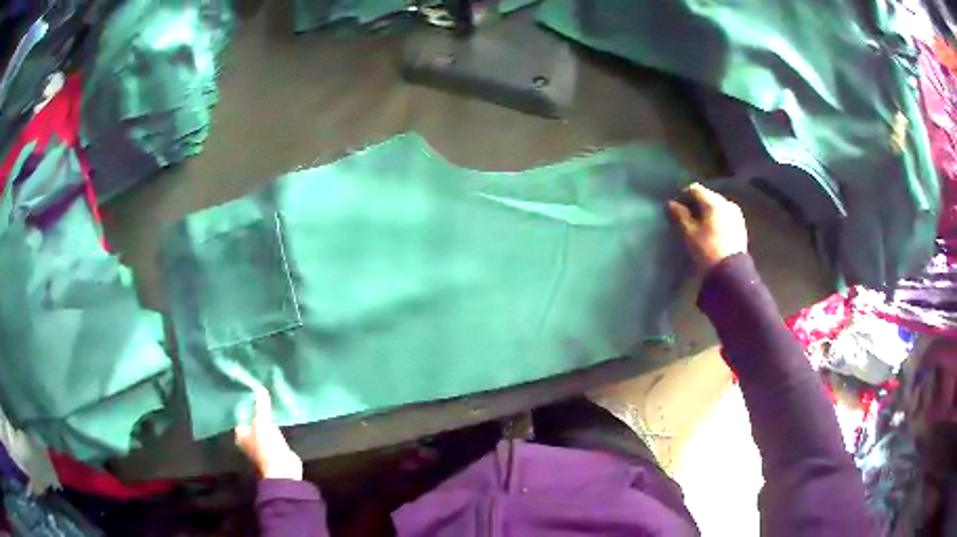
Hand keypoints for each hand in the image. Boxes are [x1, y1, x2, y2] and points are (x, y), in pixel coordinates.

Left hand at [234, 384, 302, 479]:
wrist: (282, 469)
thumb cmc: (265, 446)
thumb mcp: (262, 422)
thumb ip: (261, 406)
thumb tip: (260, 387)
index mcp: (240, 435)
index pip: (240, 416)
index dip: (245, 405)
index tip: (250, 393)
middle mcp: (247, 441)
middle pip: (251, 422)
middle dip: (256, 412)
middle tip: (261, 396)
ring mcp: (260, 446)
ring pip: (262, 428)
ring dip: (266, 421)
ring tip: (271, 405)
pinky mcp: (273, 450)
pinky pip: (272, 434)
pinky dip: (275, 428)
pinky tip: (279, 420)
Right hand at [668, 183, 747, 271]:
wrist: (731, 272)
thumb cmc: (707, 249)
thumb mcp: (689, 232)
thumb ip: (680, 215)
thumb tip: (671, 203)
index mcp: (713, 201)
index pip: (695, 189)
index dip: (683, 196)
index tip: (676, 207)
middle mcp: (726, 202)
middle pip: (707, 196)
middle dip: (697, 203)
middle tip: (687, 216)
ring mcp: (736, 213)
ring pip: (717, 206)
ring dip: (708, 211)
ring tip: (700, 224)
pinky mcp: (741, 225)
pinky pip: (725, 215)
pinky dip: (717, 218)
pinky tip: (712, 230)